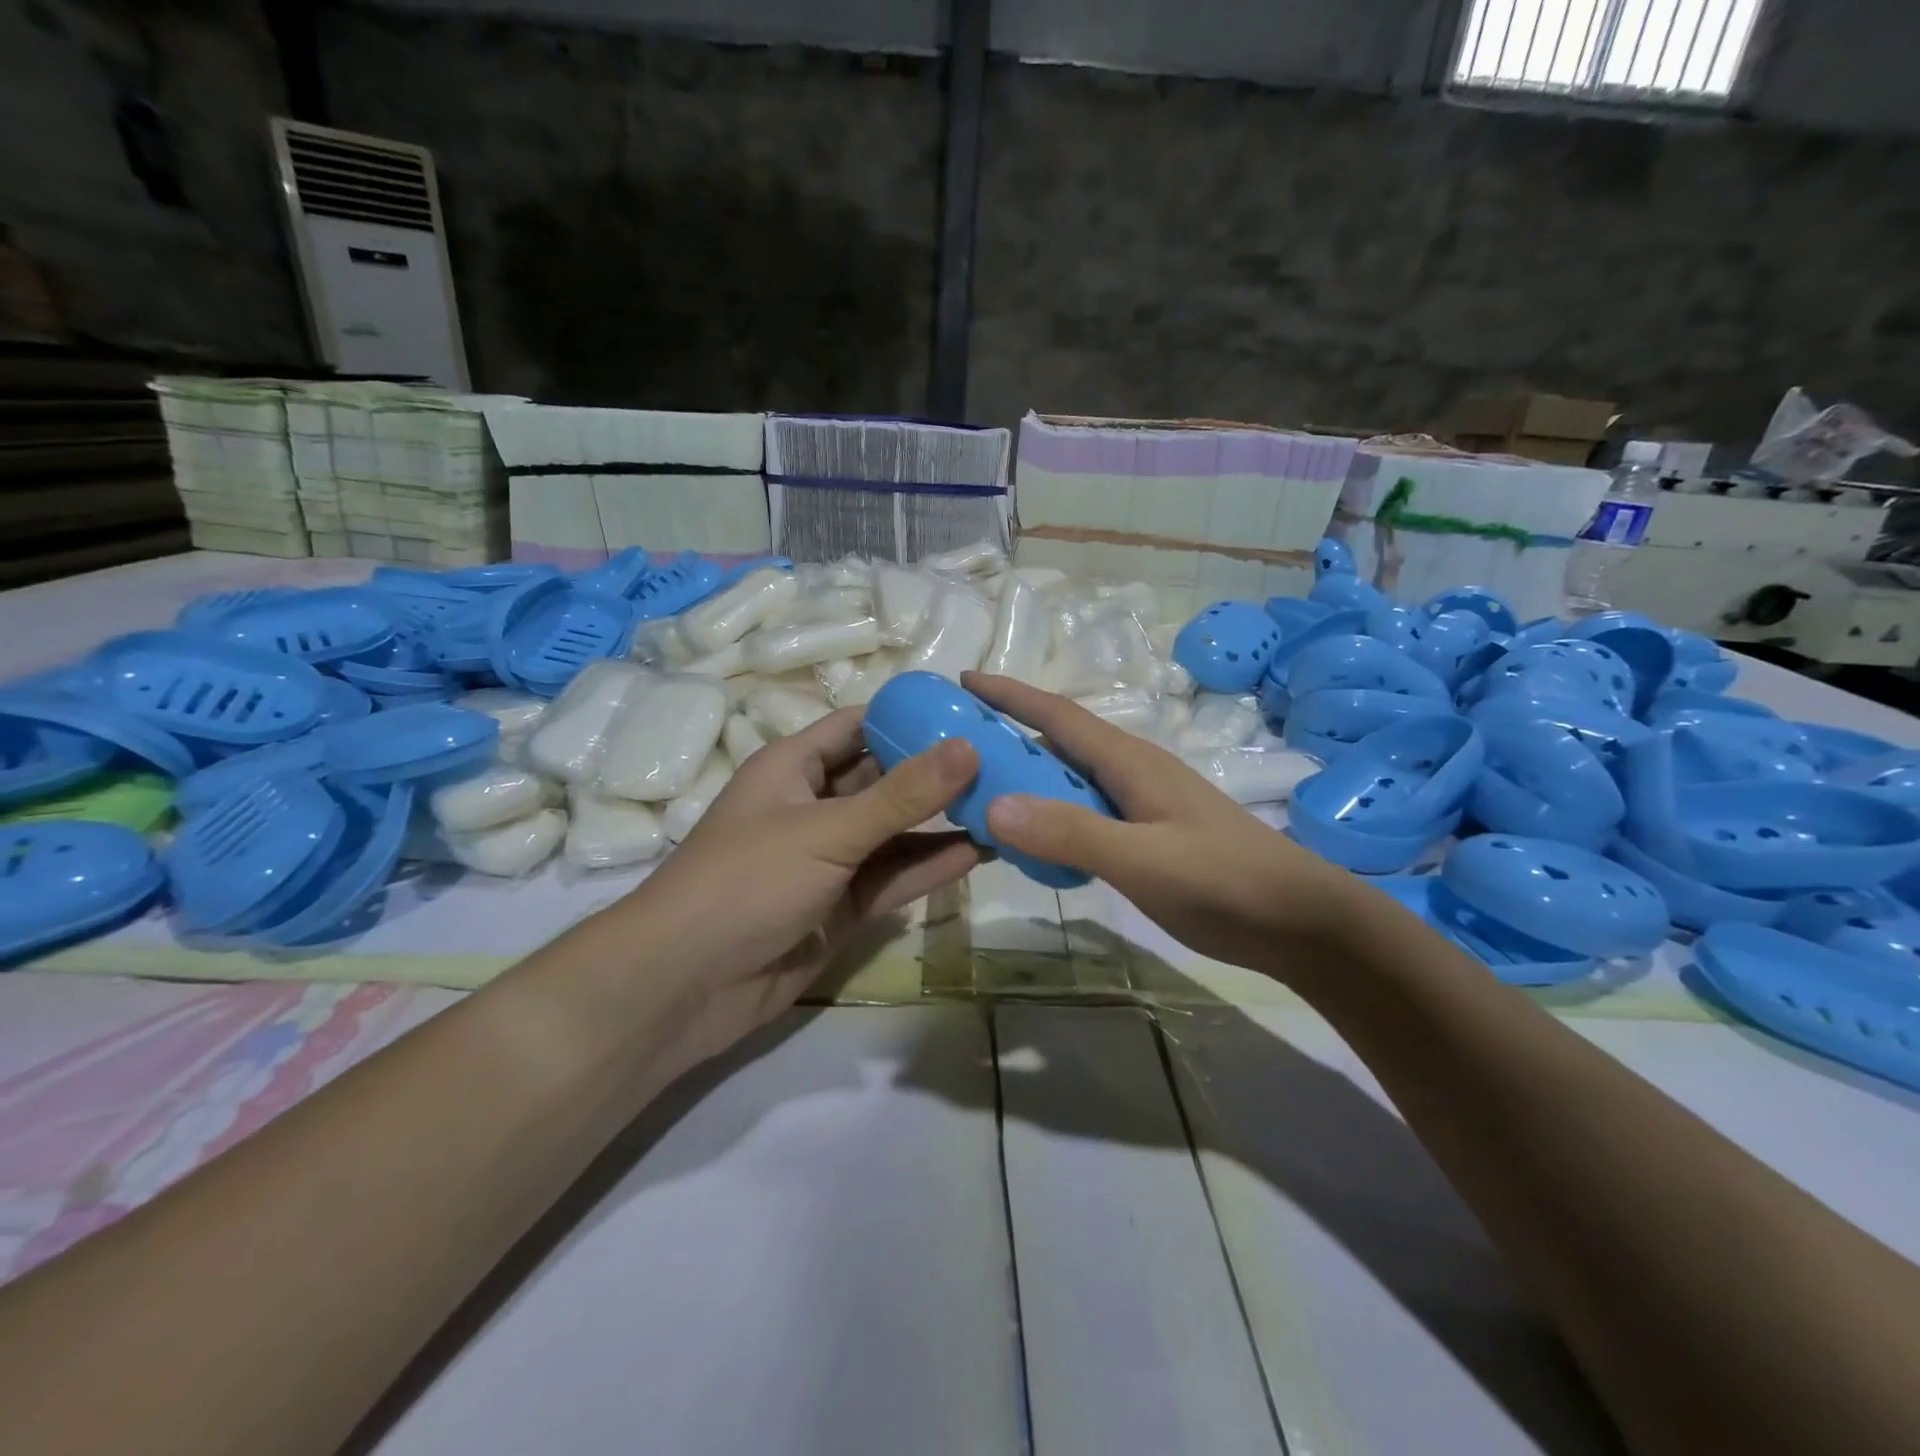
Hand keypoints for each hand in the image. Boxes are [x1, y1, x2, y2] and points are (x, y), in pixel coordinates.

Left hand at [614, 707, 982, 1069]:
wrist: (686, 986)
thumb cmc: (747, 881)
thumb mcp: (828, 830)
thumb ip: (902, 794)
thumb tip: (968, 747)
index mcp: (794, 766)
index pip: (859, 725)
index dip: (910, 717)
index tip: (971, 715)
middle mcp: (814, 805)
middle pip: (885, 778)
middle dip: (938, 772)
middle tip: (1004, 762)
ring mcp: (829, 859)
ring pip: (895, 832)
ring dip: (942, 821)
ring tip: (1005, 806)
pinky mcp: (842, 906)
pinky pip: (893, 877)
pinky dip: (931, 866)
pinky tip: (979, 853)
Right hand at [964, 672, 1363, 973]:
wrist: (1300, 920)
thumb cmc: (1225, 881)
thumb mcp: (1144, 860)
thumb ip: (1071, 833)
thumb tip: (994, 805)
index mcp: (1130, 761)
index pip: (1058, 715)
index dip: (1010, 695)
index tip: (964, 682)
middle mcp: (1133, 771)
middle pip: (1060, 742)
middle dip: (1009, 736)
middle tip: (957, 749)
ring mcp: (1144, 804)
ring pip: (1072, 779)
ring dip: (1029, 778)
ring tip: (982, 792)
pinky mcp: (1150, 834)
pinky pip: (1087, 811)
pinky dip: (1053, 814)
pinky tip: (1035, 840)